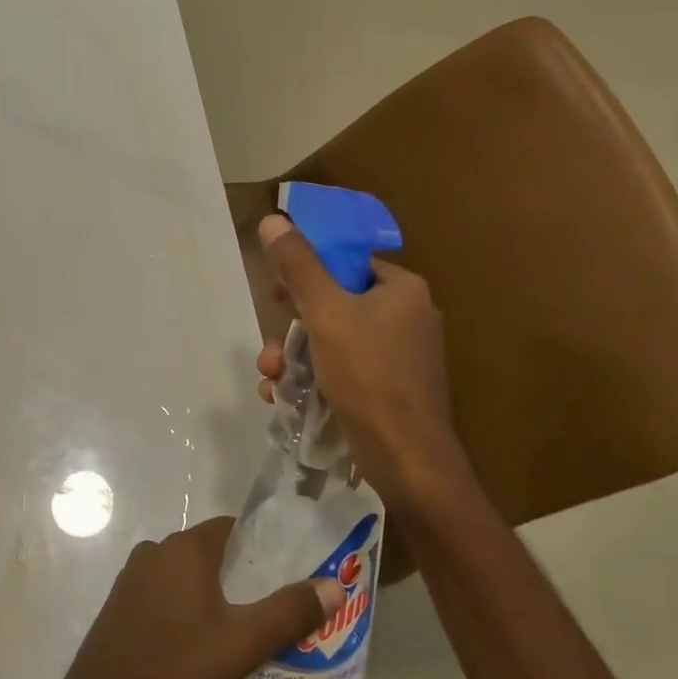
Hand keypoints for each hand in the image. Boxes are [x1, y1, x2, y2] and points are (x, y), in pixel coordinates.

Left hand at [54, 516, 342, 678]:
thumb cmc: (174, 669)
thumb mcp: (240, 644)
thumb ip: (288, 613)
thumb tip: (333, 585)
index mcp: (185, 548)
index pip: (231, 528)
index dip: (261, 545)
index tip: (287, 571)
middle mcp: (156, 550)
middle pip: (209, 551)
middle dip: (240, 574)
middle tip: (272, 609)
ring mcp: (133, 576)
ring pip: (185, 574)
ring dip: (212, 593)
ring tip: (241, 630)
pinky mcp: (120, 604)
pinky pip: (163, 593)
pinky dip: (185, 607)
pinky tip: (198, 644)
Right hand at [255, 214, 477, 510]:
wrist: (407, 459)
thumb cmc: (369, 375)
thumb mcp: (325, 313)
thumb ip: (298, 266)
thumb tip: (273, 219)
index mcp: (402, 289)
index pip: (346, 262)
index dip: (306, 273)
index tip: (276, 294)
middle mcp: (406, 317)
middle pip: (334, 303)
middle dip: (291, 327)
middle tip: (270, 346)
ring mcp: (400, 356)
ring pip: (333, 340)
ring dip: (293, 357)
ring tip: (271, 379)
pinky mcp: (390, 389)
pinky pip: (344, 369)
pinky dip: (313, 378)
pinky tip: (284, 397)